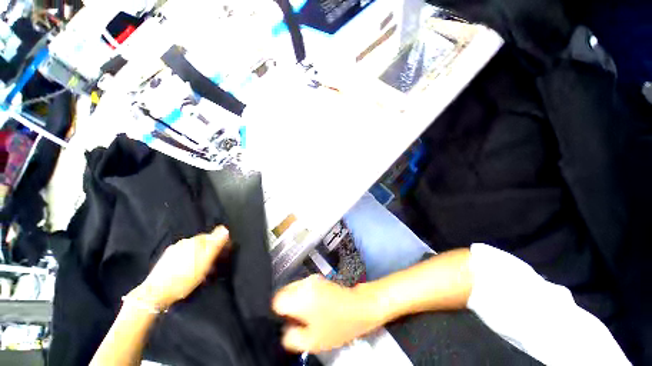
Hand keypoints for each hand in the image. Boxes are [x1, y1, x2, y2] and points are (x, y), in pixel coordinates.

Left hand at [129, 226, 228, 309]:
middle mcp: (185, 242)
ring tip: (201, 266)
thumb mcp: (205, 261)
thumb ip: (216, 244)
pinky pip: (182, 254)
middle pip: (202, 241)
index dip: (220, 242)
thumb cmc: (185, 277)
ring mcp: (174, 250)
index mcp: (196, 241)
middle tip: (214, 260)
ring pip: (191, 248)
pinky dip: (188, 259)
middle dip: (209, 248)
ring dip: (198, 254)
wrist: (156, 292)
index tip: (224, 251)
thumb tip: (225, 229)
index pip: (212, 235)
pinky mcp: (165, 259)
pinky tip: (187, 269)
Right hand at [273, 275, 381, 352]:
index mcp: (299, 296)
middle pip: (285, 293)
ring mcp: (314, 278)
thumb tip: (284, 329)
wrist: (361, 306)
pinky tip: (317, 307)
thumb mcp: (312, 340)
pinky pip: (305, 287)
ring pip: (295, 289)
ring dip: (297, 301)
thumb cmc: (338, 325)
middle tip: (299, 320)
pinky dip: (306, 296)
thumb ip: (291, 337)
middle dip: (288, 306)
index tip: (288, 321)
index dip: (279, 313)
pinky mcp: (321, 278)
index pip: (276, 300)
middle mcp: (305, 282)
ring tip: (310, 315)